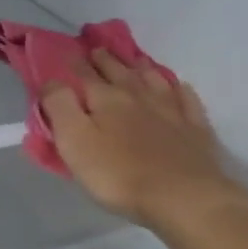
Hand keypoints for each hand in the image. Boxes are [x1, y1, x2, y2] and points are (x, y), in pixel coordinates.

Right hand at [41, 50, 247, 240]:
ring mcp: (171, 110)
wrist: (184, 198)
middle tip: (98, 50)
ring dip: (140, 67)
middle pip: (119, 71)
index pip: (85, 74)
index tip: (67, 53)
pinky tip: (179, 88)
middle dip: (106, 59)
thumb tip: (51, 80)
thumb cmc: (119, 174)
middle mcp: (138, 95)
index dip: (75, 63)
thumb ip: (59, 106)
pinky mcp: (196, 129)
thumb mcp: (74, 141)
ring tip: (134, 61)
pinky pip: (188, 100)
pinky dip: (180, 90)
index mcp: (106, 98)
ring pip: (153, 79)